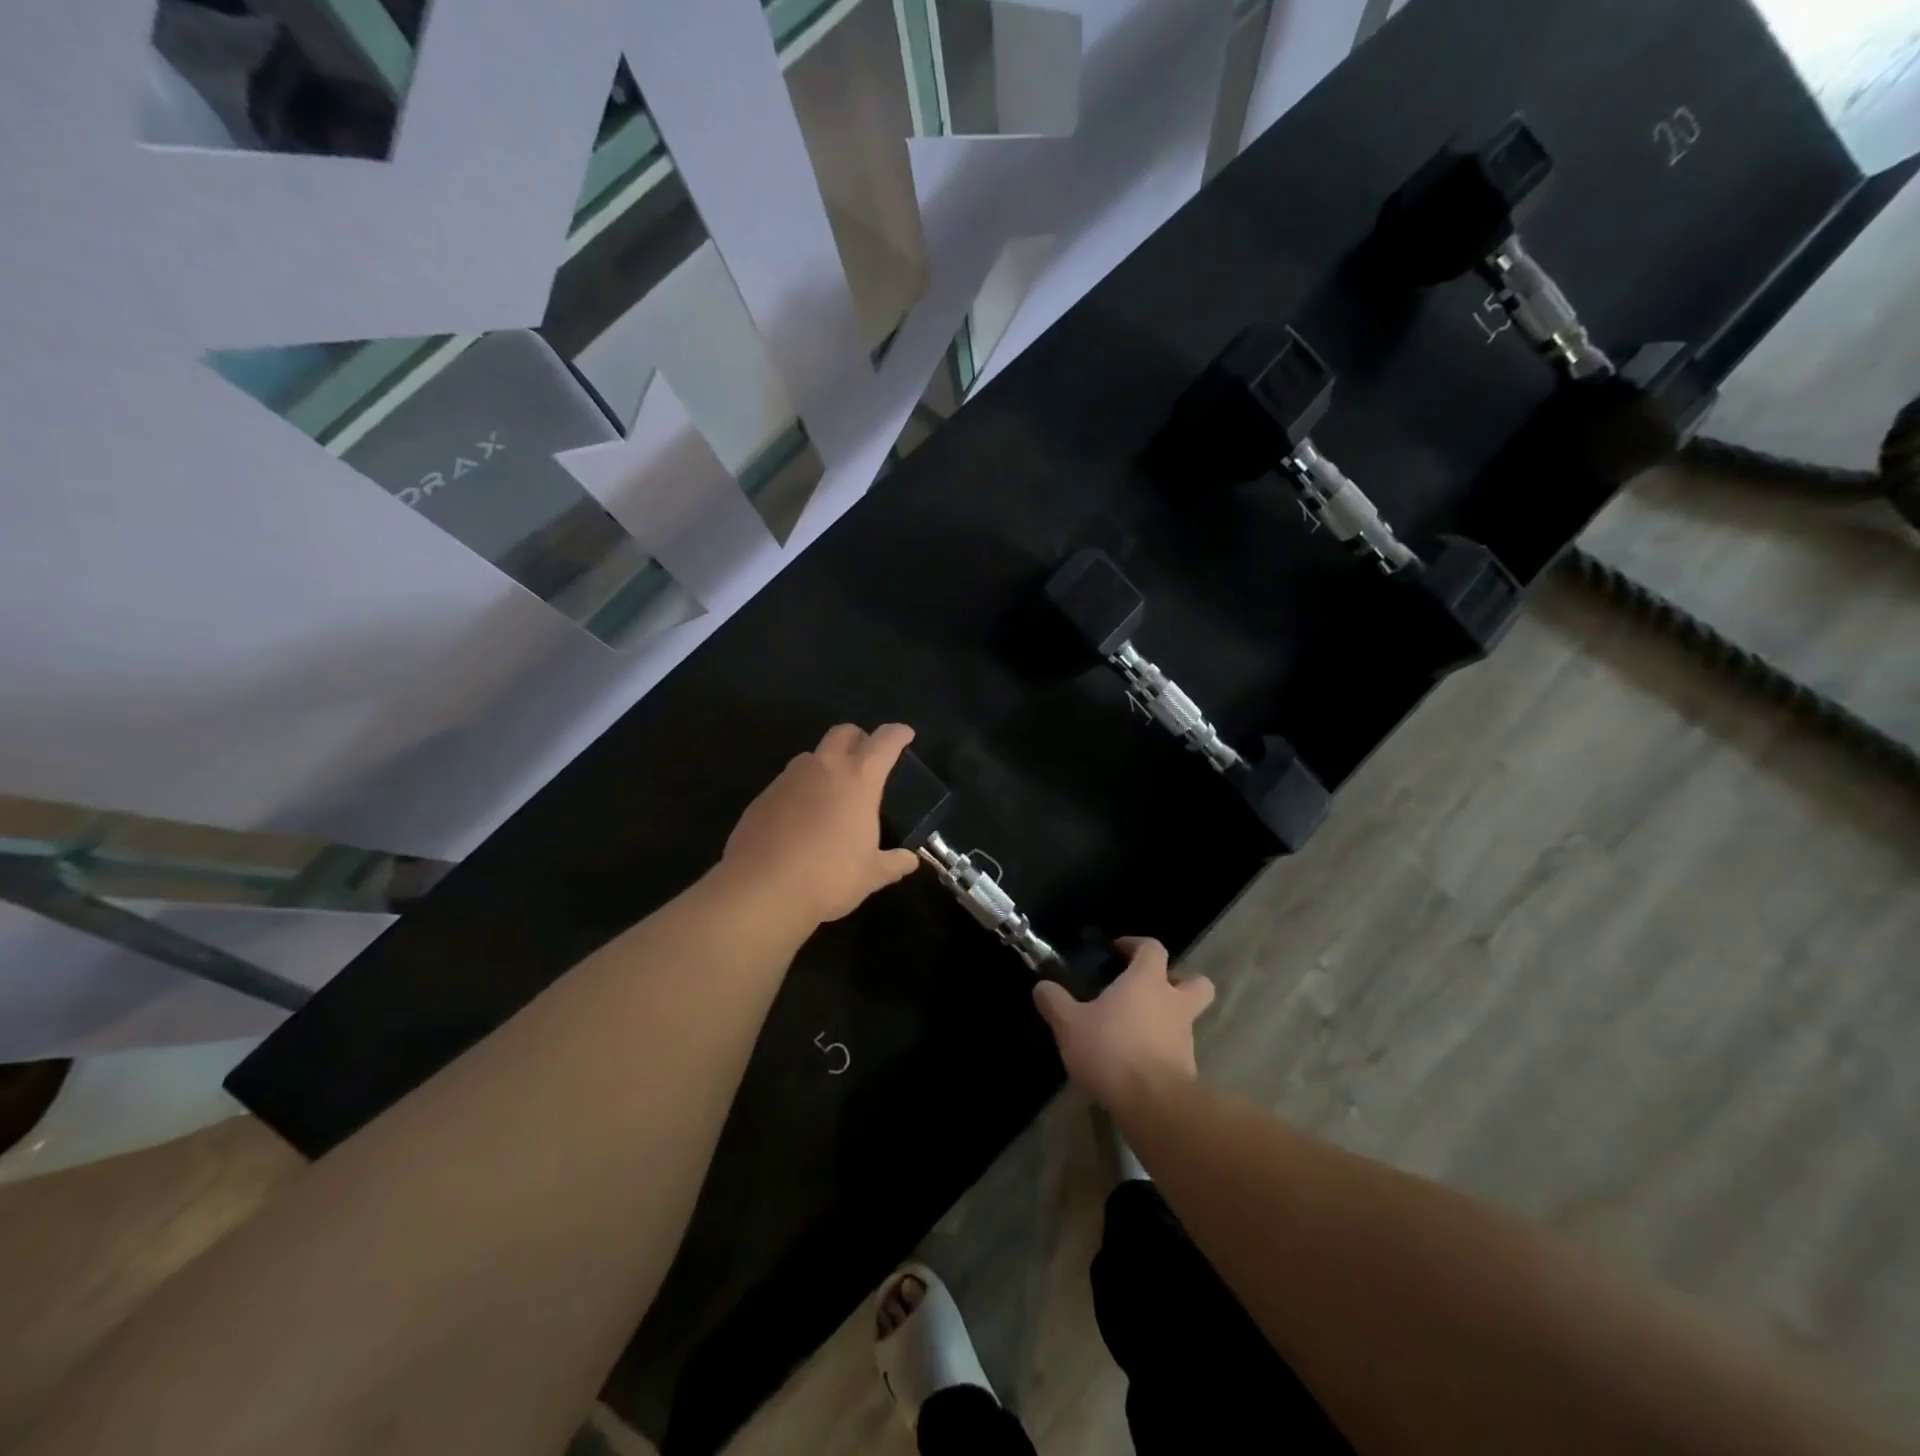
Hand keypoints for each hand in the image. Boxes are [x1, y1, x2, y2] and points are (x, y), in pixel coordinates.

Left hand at [721, 723, 920, 924]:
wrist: (762, 888)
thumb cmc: (828, 877)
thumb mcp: (870, 875)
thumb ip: (893, 863)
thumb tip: (910, 861)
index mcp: (858, 779)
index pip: (884, 742)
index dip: (898, 734)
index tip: (905, 734)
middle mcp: (824, 768)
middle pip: (843, 732)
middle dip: (859, 737)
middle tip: (868, 758)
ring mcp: (789, 778)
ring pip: (812, 755)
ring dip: (827, 763)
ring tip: (833, 792)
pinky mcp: (763, 796)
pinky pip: (789, 782)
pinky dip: (802, 790)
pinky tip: (802, 818)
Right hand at [1032, 938, 1214, 1110]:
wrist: (1153, 1105)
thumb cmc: (1111, 1050)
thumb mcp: (1070, 1025)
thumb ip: (1054, 1002)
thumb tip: (1041, 986)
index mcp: (1148, 981)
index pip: (1153, 948)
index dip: (1137, 945)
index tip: (1118, 950)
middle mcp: (1174, 1003)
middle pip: (1196, 982)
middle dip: (1179, 980)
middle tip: (1151, 988)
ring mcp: (1185, 1037)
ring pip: (1187, 1018)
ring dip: (1168, 1018)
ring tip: (1136, 1030)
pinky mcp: (1188, 1069)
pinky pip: (1178, 1049)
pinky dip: (1163, 1050)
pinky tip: (1137, 1061)